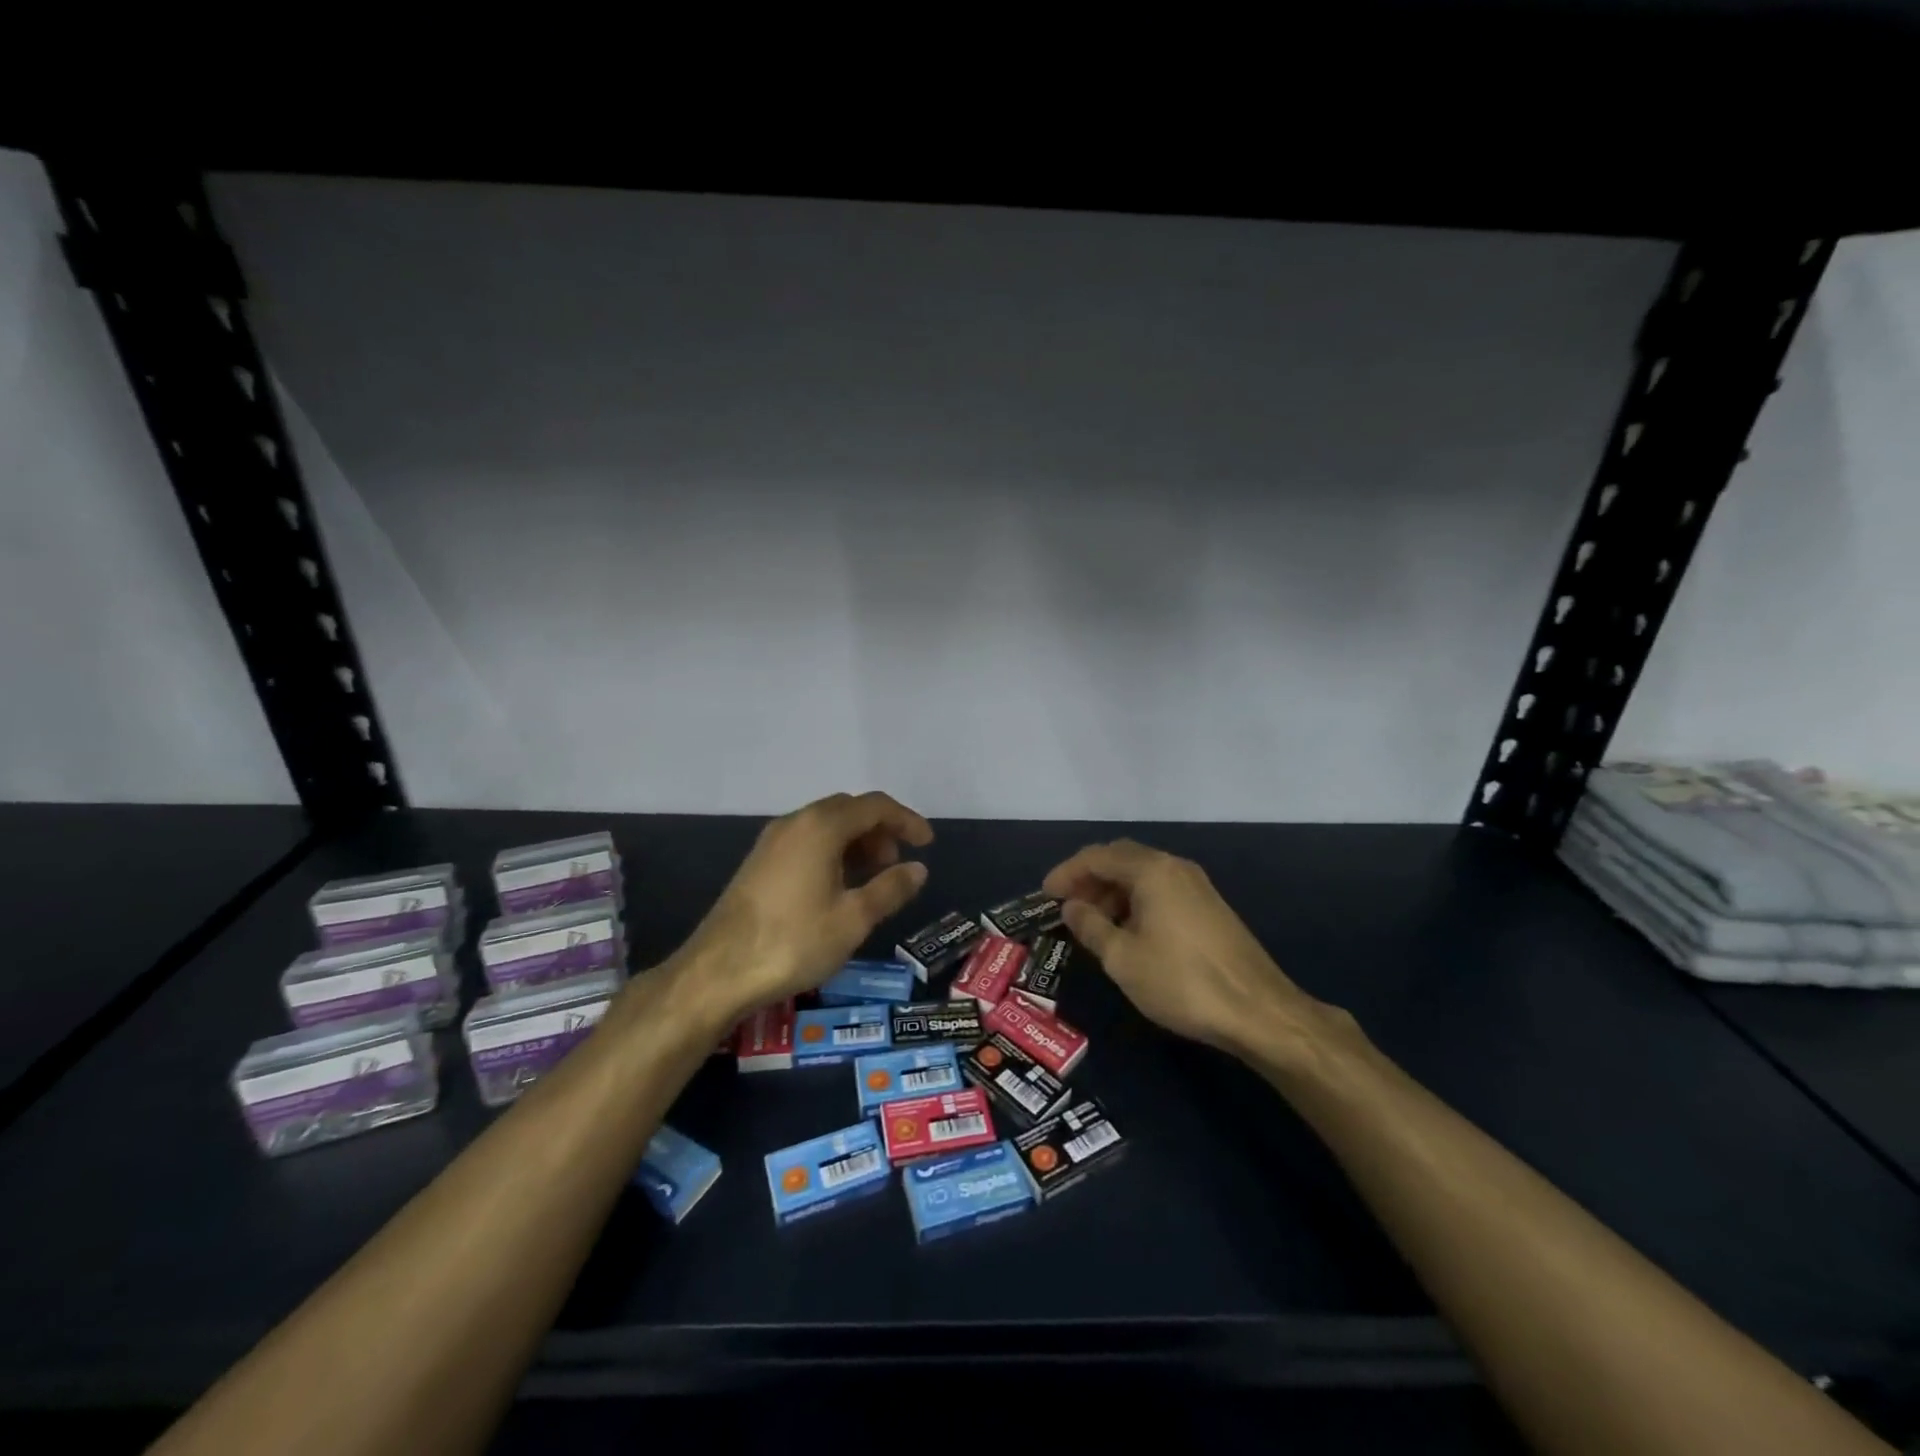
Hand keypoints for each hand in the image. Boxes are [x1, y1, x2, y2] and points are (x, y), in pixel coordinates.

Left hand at [679, 791, 932, 1024]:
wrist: (717, 972)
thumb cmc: (794, 942)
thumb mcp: (853, 919)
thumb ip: (890, 888)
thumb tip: (918, 869)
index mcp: (821, 827)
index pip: (874, 806)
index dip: (906, 821)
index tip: (927, 844)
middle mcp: (795, 822)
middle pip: (848, 810)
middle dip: (880, 830)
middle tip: (897, 863)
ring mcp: (772, 841)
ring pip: (825, 825)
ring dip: (856, 842)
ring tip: (872, 878)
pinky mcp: (759, 862)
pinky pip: (807, 841)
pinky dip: (832, 852)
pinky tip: (838, 886)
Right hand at [1042, 840, 1344, 1067]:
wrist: (1259, 1011)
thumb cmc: (1181, 981)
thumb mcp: (1122, 958)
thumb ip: (1091, 926)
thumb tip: (1071, 907)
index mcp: (1151, 870)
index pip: (1097, 857)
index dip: (1066, 873)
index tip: (1045, 895)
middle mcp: (1174, 867)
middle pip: (1120, 859)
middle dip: (1089, 879)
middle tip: (1066, 907)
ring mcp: (1196, 885)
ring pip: (1142, 875)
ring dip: (1112, 892)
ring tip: (1092, 924)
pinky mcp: (1209, 907)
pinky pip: (1160, 890)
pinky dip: (1135, 901)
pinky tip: (1128, 932)